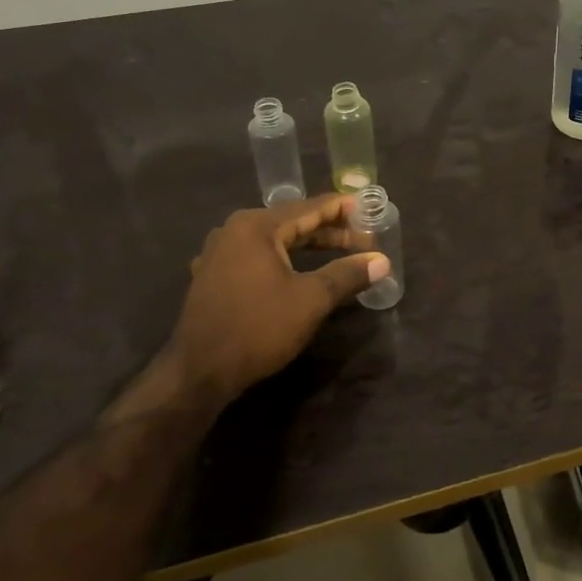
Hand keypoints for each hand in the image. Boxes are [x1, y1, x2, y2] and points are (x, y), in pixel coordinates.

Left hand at [156, 194, 385, 405]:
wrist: (199, 372)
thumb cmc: (258, 327)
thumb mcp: (311, 300)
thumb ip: (347, 274)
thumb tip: (382, 261)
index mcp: (256, 226)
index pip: (308, 208)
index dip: (341, 209)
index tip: (368, 207)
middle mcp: (234, 231)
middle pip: (291, 222)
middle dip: (329, 231)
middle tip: (363, 238)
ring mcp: (220, 254)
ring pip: (274, 241)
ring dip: (308, 246)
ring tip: (340, 253)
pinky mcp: (214, 277)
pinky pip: (257, 257)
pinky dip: (284, 260)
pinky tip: (300, 272)